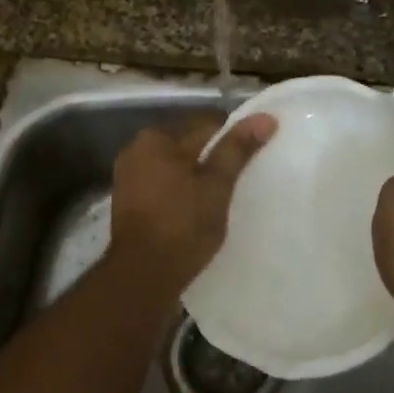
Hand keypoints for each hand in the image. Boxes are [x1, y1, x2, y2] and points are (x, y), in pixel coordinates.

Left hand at [110, 113, 276, 294]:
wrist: (143, 275)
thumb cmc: (182, 225)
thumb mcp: (216, 185)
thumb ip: (237, 149)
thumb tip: (265, 117)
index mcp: (156, 138)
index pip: (206, 124)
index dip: (233, 137)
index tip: (252, 156)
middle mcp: (136, 149)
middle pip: (187, 144)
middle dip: (212, 157)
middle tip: (240, 178)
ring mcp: (128, 176)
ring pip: (174, 166)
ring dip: (195, 175)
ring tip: (221, 194)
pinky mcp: (127, 201)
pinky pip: (161, 184)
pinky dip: (179, 190)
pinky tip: (196, 207)